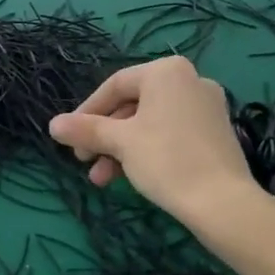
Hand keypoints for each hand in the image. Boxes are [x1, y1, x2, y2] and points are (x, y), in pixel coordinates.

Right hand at [48, 56, 261, 224]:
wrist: (223, 202)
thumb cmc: (166, 160)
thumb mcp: (119, 142)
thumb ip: (84, 129)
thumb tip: (52, 124)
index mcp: (166, 72)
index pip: (114, 85)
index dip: (86, 111)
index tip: (70, 137)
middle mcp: (190, 80)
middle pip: (131, 105)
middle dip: (103, 136)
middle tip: (84, 161)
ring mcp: (206, 107)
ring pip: (149, 123)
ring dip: (120, 149)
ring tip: (102, 179)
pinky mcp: (214, 132)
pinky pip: (169, 133)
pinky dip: (145, 150)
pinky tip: (130, 176)